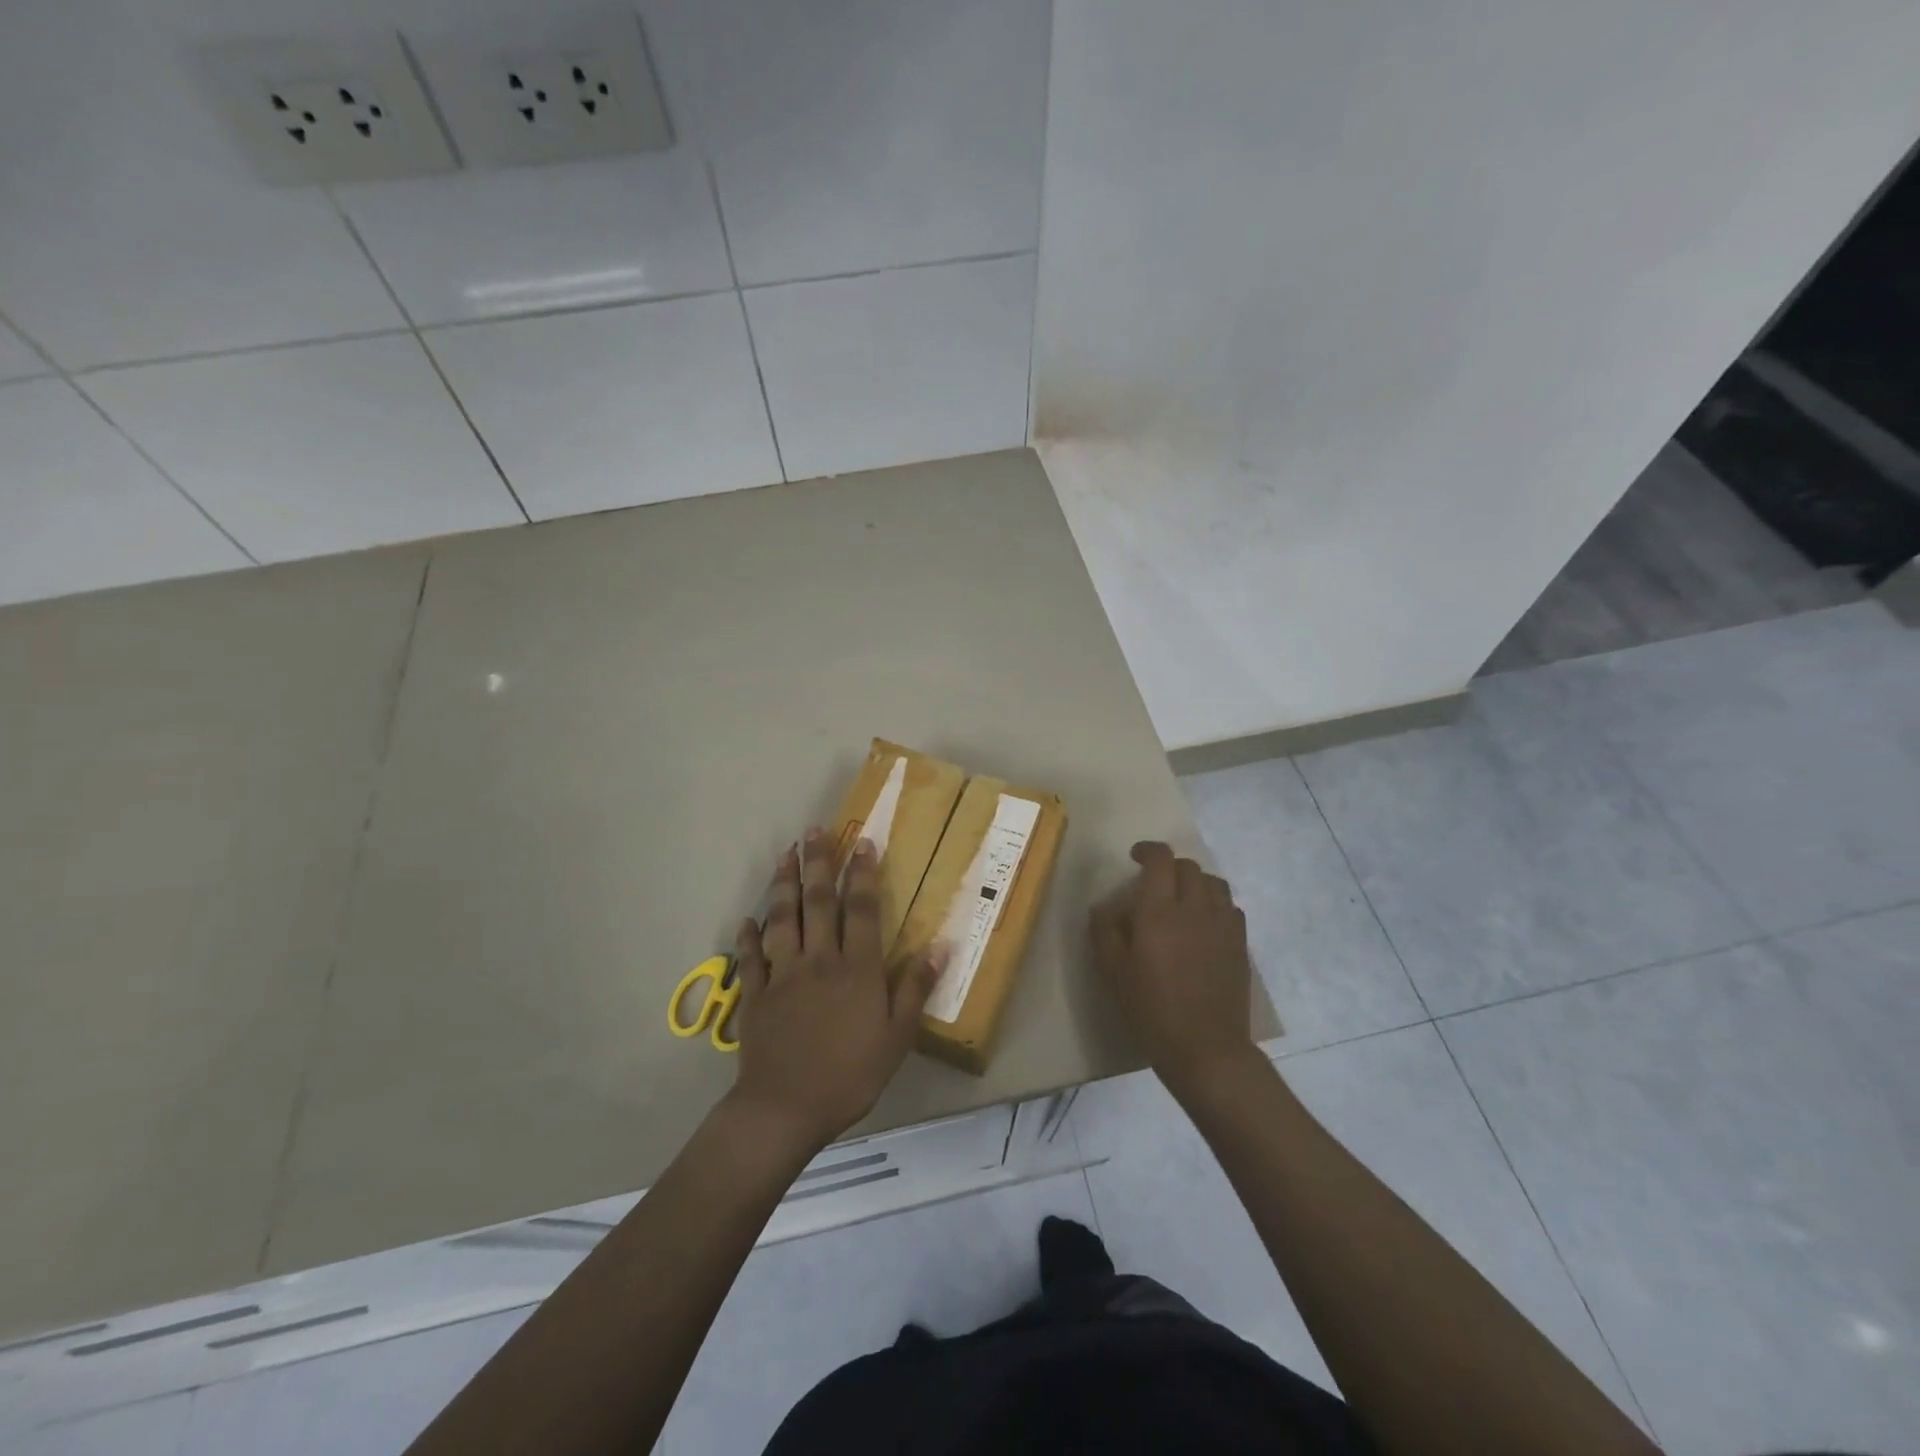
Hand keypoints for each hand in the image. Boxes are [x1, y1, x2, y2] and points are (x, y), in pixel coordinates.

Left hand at [725, 829, 942, 1156]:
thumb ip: (915, 989)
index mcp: (856, 969)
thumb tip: (939, 946)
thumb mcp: (896, 1038)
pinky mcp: (755, 995)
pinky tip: (746, 919)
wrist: (785, 1109)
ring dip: (784, 884)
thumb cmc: (850, 1074)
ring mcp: (782, 974)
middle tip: (816, 831)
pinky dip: (748, 936)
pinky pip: (750, 958)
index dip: (862, 874)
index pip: (861, 909)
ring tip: (785, 855)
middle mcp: (818, 960)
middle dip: (819, 863)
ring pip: (782, 918)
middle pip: (818, 902)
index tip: (862, 843)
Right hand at [1090, 841, 1259, 1096]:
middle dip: (1169, 867)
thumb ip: (1104, 932)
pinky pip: (1230, 906)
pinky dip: (1215, 903)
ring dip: (1195, 882)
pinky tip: (1203, 923)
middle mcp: (1194, 908)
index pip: (1161, 860)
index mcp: (1159, 911)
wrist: (1205, 1048)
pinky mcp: (1240, 944)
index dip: (1148, 851)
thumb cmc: (1151, 1010)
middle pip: (1188, 867)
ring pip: (1214, 882)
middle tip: (1154, 884)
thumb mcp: (1113, 972)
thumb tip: (1103, 907)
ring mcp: (1223, 925)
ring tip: (1181, 899)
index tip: (1135, 858)